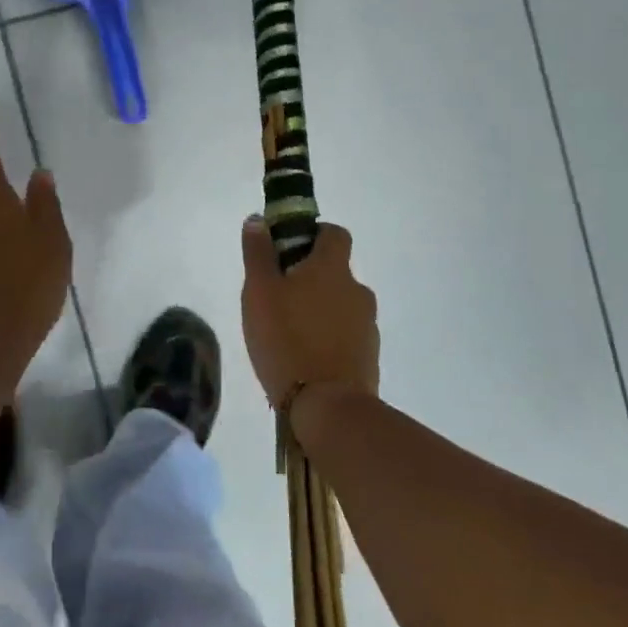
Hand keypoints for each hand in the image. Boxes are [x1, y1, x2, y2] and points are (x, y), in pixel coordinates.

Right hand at [240, 218, 379, 410]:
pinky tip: (305, 359)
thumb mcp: (259, 292)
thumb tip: (258, 220)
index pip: (334, 233)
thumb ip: (258, 253)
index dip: (314, 235)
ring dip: (320, 310)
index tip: (288, 251)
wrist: (328, 407)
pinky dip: (329, 339)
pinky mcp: (369, 356)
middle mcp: (357, 290)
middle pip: (335, 272)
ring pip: (340, 305)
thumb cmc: (286, 339)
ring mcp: (367, 325)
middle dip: (310, 278)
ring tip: (289, 334)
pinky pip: (346, 336)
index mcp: (332, 268)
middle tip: (278, 298)